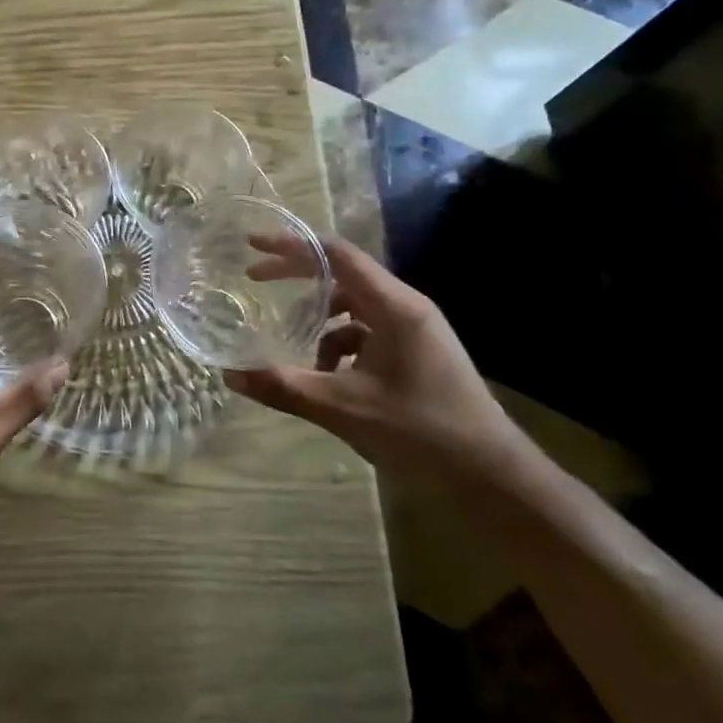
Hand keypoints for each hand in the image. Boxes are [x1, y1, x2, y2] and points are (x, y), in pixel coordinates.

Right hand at [227, 238, 518, 474]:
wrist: (493, 476)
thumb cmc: (421, 432)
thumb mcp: (344, 408)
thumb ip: (284, 387)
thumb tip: (229, 374)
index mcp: (394, 306)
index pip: (336, 254)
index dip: (291, 245)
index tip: (252, 245)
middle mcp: (405, 307)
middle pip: (342, 275)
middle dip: (297, 278)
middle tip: (254, 280)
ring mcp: (414, 330)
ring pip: (353, 309)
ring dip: (318, 322)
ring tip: (293, 349)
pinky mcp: (416, 353)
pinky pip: (367, 334)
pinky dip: (340, 347)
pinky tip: (328, 380)